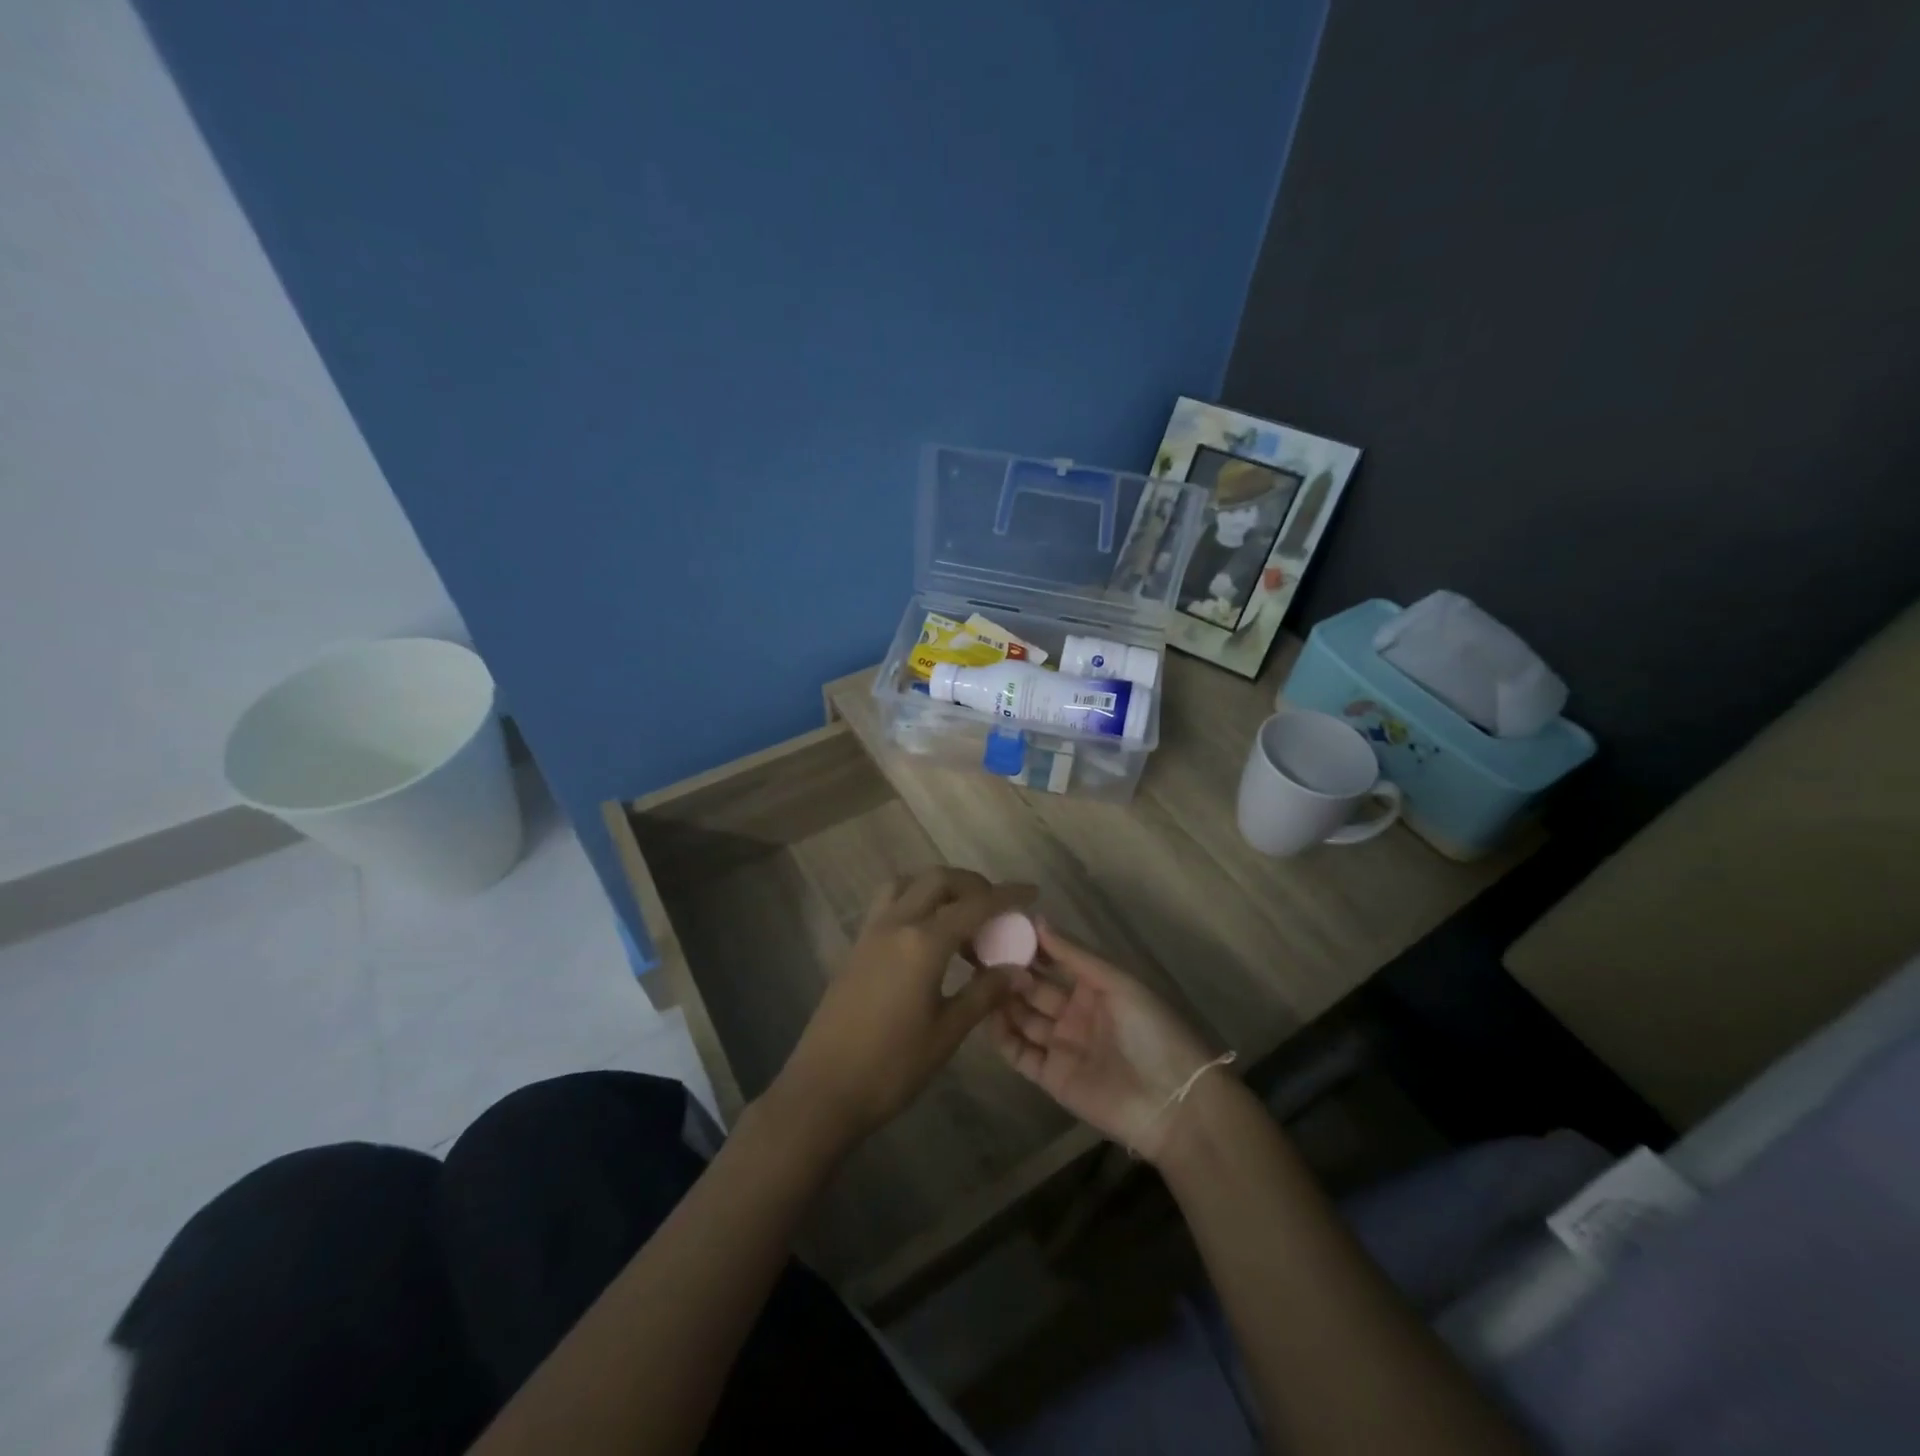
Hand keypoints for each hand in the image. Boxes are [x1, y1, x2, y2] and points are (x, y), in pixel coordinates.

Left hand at [767, 867, 1034, 1151]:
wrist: (823, 1090)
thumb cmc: (891, 1067)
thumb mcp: (947, 1033)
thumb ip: (984, 993)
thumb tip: (1018, 970)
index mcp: (923, 943)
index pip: (974, 905)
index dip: (1006, 895)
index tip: (1031, 891)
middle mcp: (895, 924)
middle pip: (938, 880)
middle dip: (972, 885)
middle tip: (996, 908)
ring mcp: (871, 933)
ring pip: (907, 884)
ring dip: (938, 887)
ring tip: (961, 916)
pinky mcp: (856, 947)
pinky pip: (889, 903)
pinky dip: (915, 900)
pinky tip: (928, 935)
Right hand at [990, 920, 1224, 1163]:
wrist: (1171, 1103)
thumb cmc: (1150, 1030)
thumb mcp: (1117, 982)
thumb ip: (1074, 954)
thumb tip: (1036, 920)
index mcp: (1095, 986)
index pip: (1055, 960)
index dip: (1029, 946)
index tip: (999, 929)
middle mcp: (1075, 1011)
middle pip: (1034, 988)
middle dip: (1010, 971)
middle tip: (978, 955)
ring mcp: (1061, 1044)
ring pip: (1022, 1017)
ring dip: (1003, 1000)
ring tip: (977, 982)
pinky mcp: (1050, 1076)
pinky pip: (1019, 1053)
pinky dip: (1002, 1036)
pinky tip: (986, 1017)